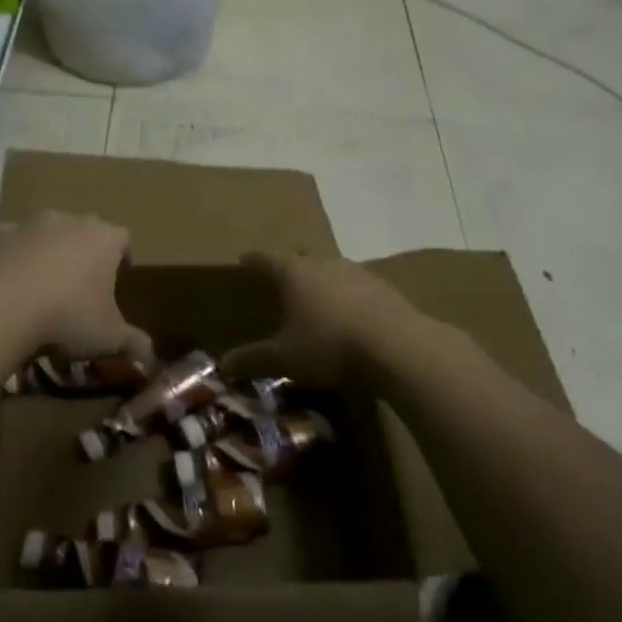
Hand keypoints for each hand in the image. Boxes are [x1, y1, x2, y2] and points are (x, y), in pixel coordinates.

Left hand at [0, 212, 151, 359]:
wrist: (1, 305)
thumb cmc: (68, 315)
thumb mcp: (109, 338)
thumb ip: (134, 344)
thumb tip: (151, 358)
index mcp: (104, 238)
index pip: (124, 238)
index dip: (122, 257)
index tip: (117, 280)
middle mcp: (70, 221)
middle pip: (84, 230)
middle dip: (84, 252)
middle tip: (79, 285)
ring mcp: (30, 224)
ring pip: (46, 233)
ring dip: (46, 251)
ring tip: (41, 286)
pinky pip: (10, 243)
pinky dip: (11, 257)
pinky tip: (7, 285)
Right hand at [221, 252, 413, 389]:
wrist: (397, 347)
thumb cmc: (330, 346)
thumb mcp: (285, 359)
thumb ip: (254, 359)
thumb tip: (223, 364)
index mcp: (294, 273)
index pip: (266, 259)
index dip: (253, 260)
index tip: (243, 260)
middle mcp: (323, 263)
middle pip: (300, 257)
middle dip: (289, 265)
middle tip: (280, 277)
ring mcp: (356, 272)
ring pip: (330, 269)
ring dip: (320, 279)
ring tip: (315, 297)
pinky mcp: (383, 287)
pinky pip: (355, 285)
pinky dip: (346, 295)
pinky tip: (348, 313)